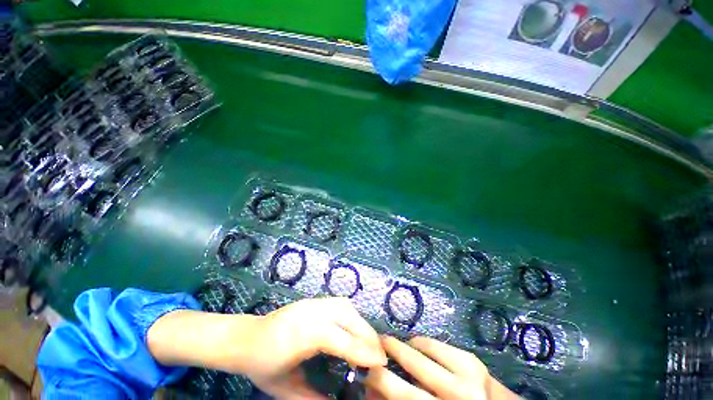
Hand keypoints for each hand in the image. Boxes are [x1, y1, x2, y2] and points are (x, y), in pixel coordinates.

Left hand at [244, 298, 387, 398]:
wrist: (245, 337)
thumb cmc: (262, 365)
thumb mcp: (285, 389)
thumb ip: (313, 399)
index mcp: (303, 335)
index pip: (340, 339)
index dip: (363, 349)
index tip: (381, 361)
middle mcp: (311, 313)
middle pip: (348, 316)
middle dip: (367, 333)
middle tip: (378, 354)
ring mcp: (312, 302)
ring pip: (345, 306)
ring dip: (360, 322)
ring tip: (367, 341)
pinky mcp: (312, 300)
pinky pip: (338, 303)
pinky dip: (351, 314)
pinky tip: (352, 327)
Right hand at [365, 336, 517, 399]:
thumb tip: (372, 391)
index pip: (402, 395)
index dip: (379, 382)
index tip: (366, 373)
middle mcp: (457, 395)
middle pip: (412, 366)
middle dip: (388, 353)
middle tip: (375, 346)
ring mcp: (467, 374)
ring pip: (423, 348)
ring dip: (404, 345)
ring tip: (395, 345)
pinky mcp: (472, 359)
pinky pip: (436, 343)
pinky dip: (422, 343)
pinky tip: (418, 346)